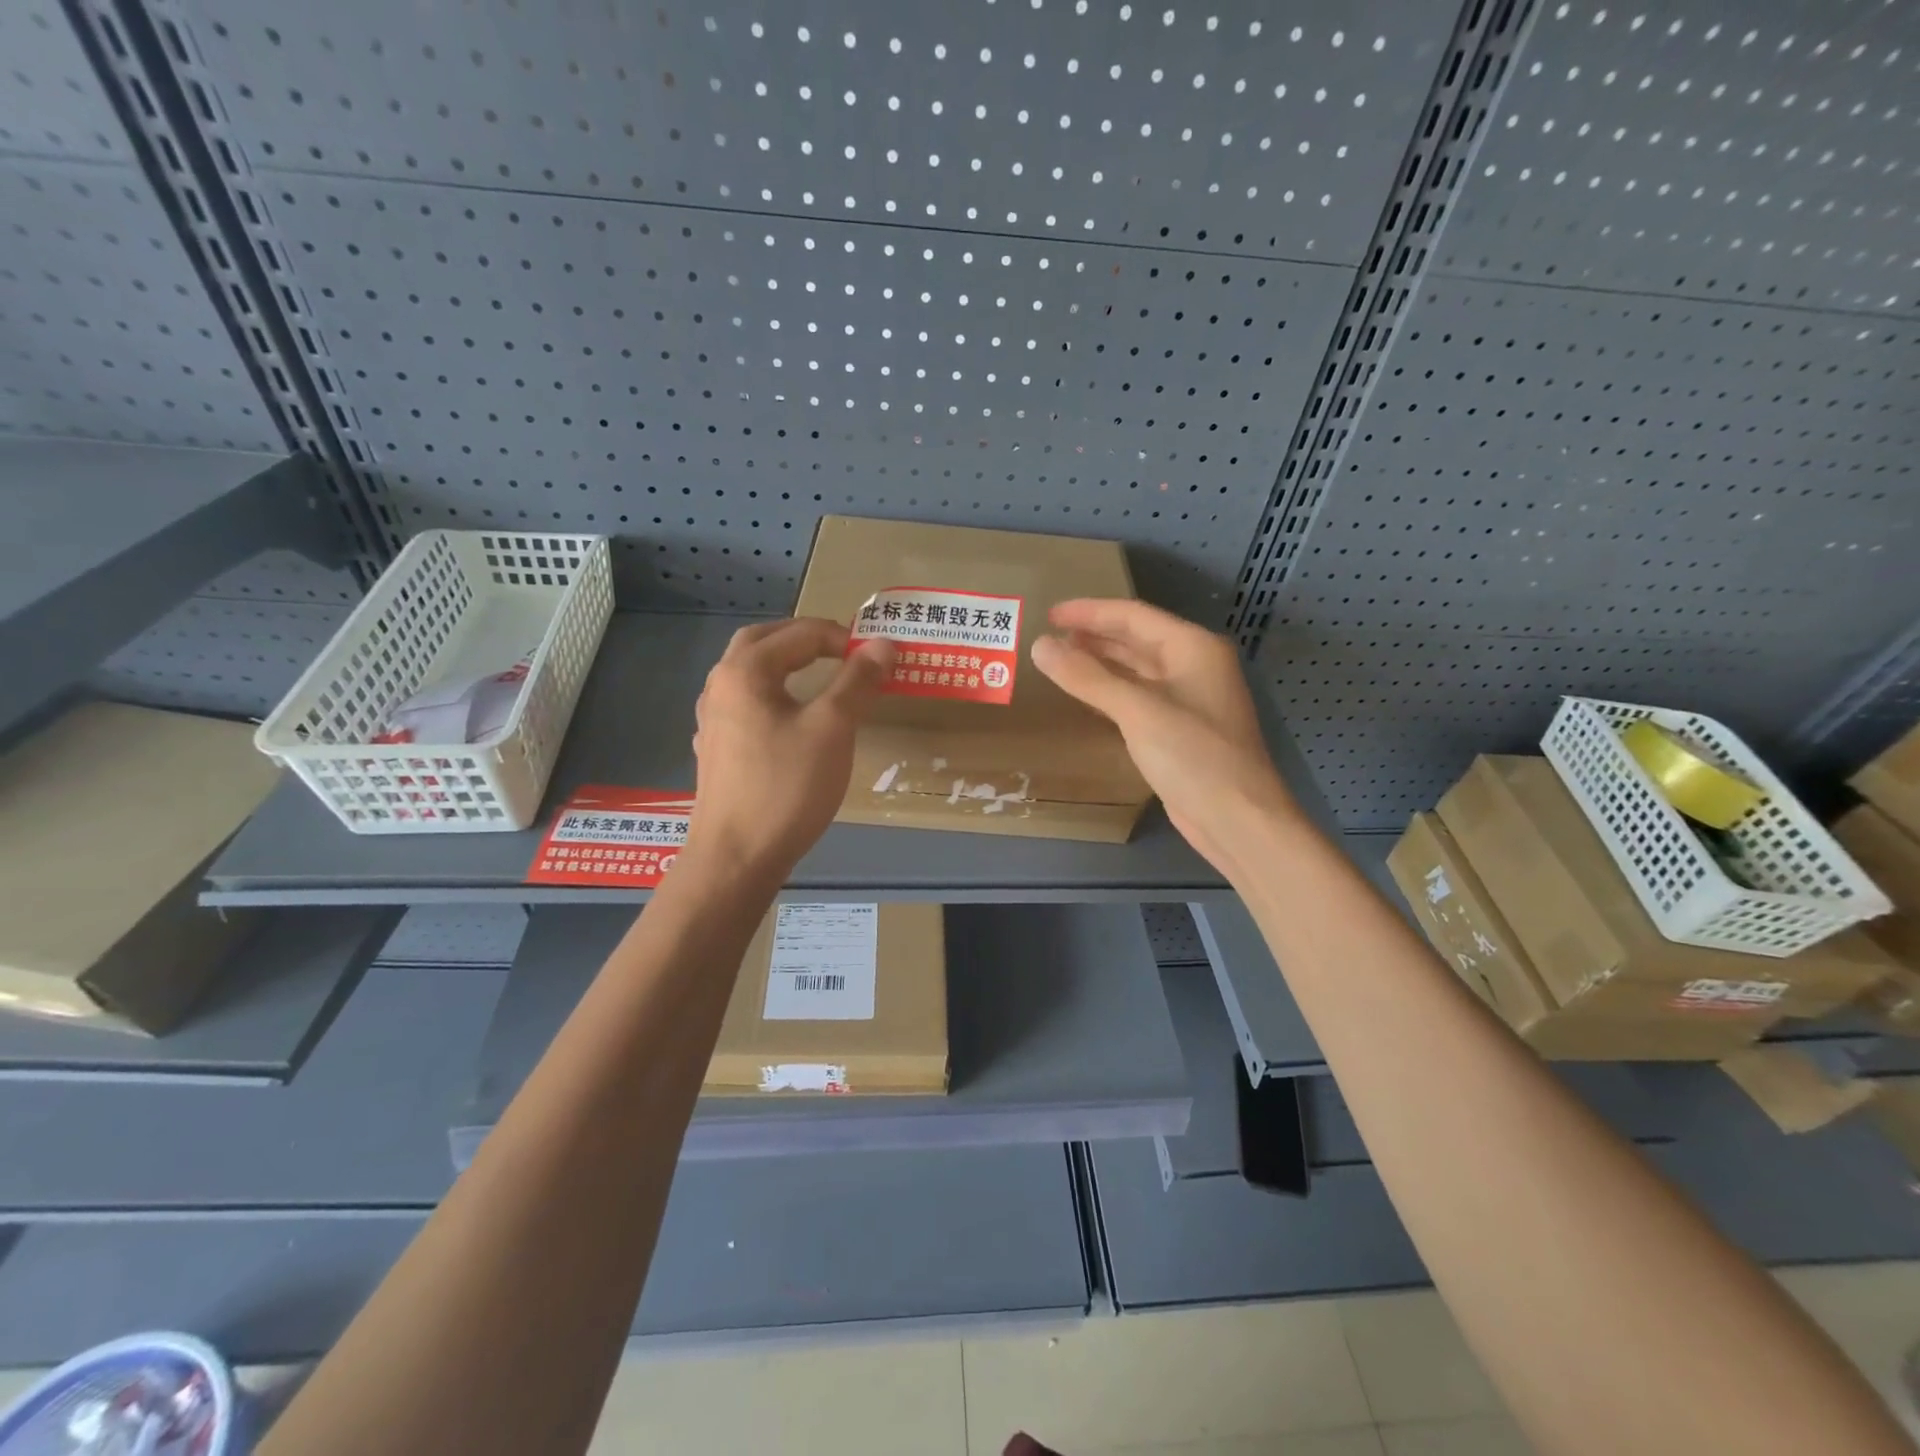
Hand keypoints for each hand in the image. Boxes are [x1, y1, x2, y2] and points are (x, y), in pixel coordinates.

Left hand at [683, 619, 894, 884]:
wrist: (736, 858)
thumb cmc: (786, 787)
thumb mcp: (832, 729)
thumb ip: (857, 681)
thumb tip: (882, 643)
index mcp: (745, 671)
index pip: (801, 633)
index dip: (844, 638)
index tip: (880, 657)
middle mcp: (720, 686)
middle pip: (763, 641)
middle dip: (805, 638)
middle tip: (843, 650)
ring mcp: (712, 719)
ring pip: (749, 673)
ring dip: (784, 663)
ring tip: (820, 676)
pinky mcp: (716, 749)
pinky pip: (745, 704)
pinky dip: (772, 695)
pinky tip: (789, 718)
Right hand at [1030, 599, 1297, 873]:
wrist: (1238, 819)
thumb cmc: (1193, 756)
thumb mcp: (1137, 711)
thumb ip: (1087, 677)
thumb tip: (1040, 645)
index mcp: (1193, 648)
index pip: (1133, 615)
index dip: (1088, 612)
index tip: (1049, 614)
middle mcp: (1194, 665)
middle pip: (1136, 638)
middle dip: (1093, 635)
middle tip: (1049, 636)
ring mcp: (1189, 698)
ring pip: (1137, 669)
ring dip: (1100, 663)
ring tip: (1060, 659)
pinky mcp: (1180, 729)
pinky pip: (1139, 697)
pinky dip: (1111, 691)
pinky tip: (1087, 696)